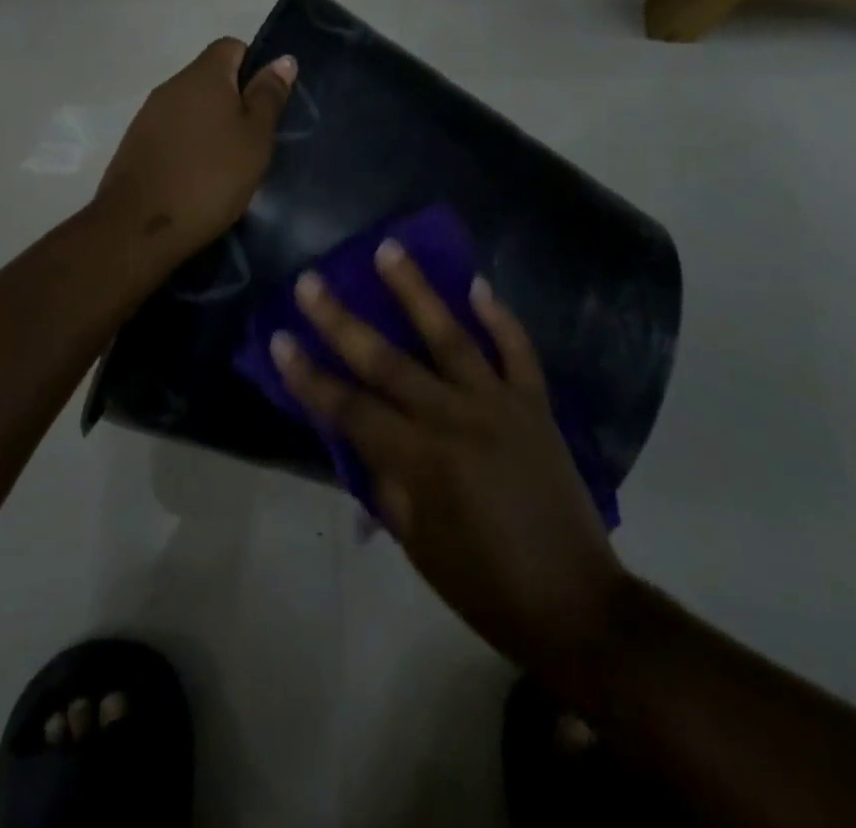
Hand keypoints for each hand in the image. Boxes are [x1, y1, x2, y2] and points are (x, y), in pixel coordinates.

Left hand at [93, 39, 296, 265]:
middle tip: (253, 139)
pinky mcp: (135, 143)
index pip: (231, 46)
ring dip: (210, 124)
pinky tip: (198, 175)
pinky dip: (188, 144)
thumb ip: (268, 97)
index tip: (266, 105)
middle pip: (210, 77)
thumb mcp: (254, 139)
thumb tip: (282, 59)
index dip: (254, 68)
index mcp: (203, 75)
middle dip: (234, 100)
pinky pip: (172, 130)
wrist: (140, 227)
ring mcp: (148, 114)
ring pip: (190, 106)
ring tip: (228, 162)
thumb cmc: (210, 178)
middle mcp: (171, 85)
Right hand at [270, 243, 625, 700]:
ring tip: (388, 248)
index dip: (309, 376)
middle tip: (310, 281)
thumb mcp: (416, 543)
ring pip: (451, 336)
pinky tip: (478, 284)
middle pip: (387, 361)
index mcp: (421, 460)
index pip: (349, 408)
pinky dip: (500, 317)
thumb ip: (383, 479)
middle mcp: (455, 419)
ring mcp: (499, 405)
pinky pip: (518, 351)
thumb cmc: (484, 585)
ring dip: (416, 290)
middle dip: (341, 320)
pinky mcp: (535, 405)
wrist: (577, 605)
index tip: (278, 338)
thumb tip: (356, 434)